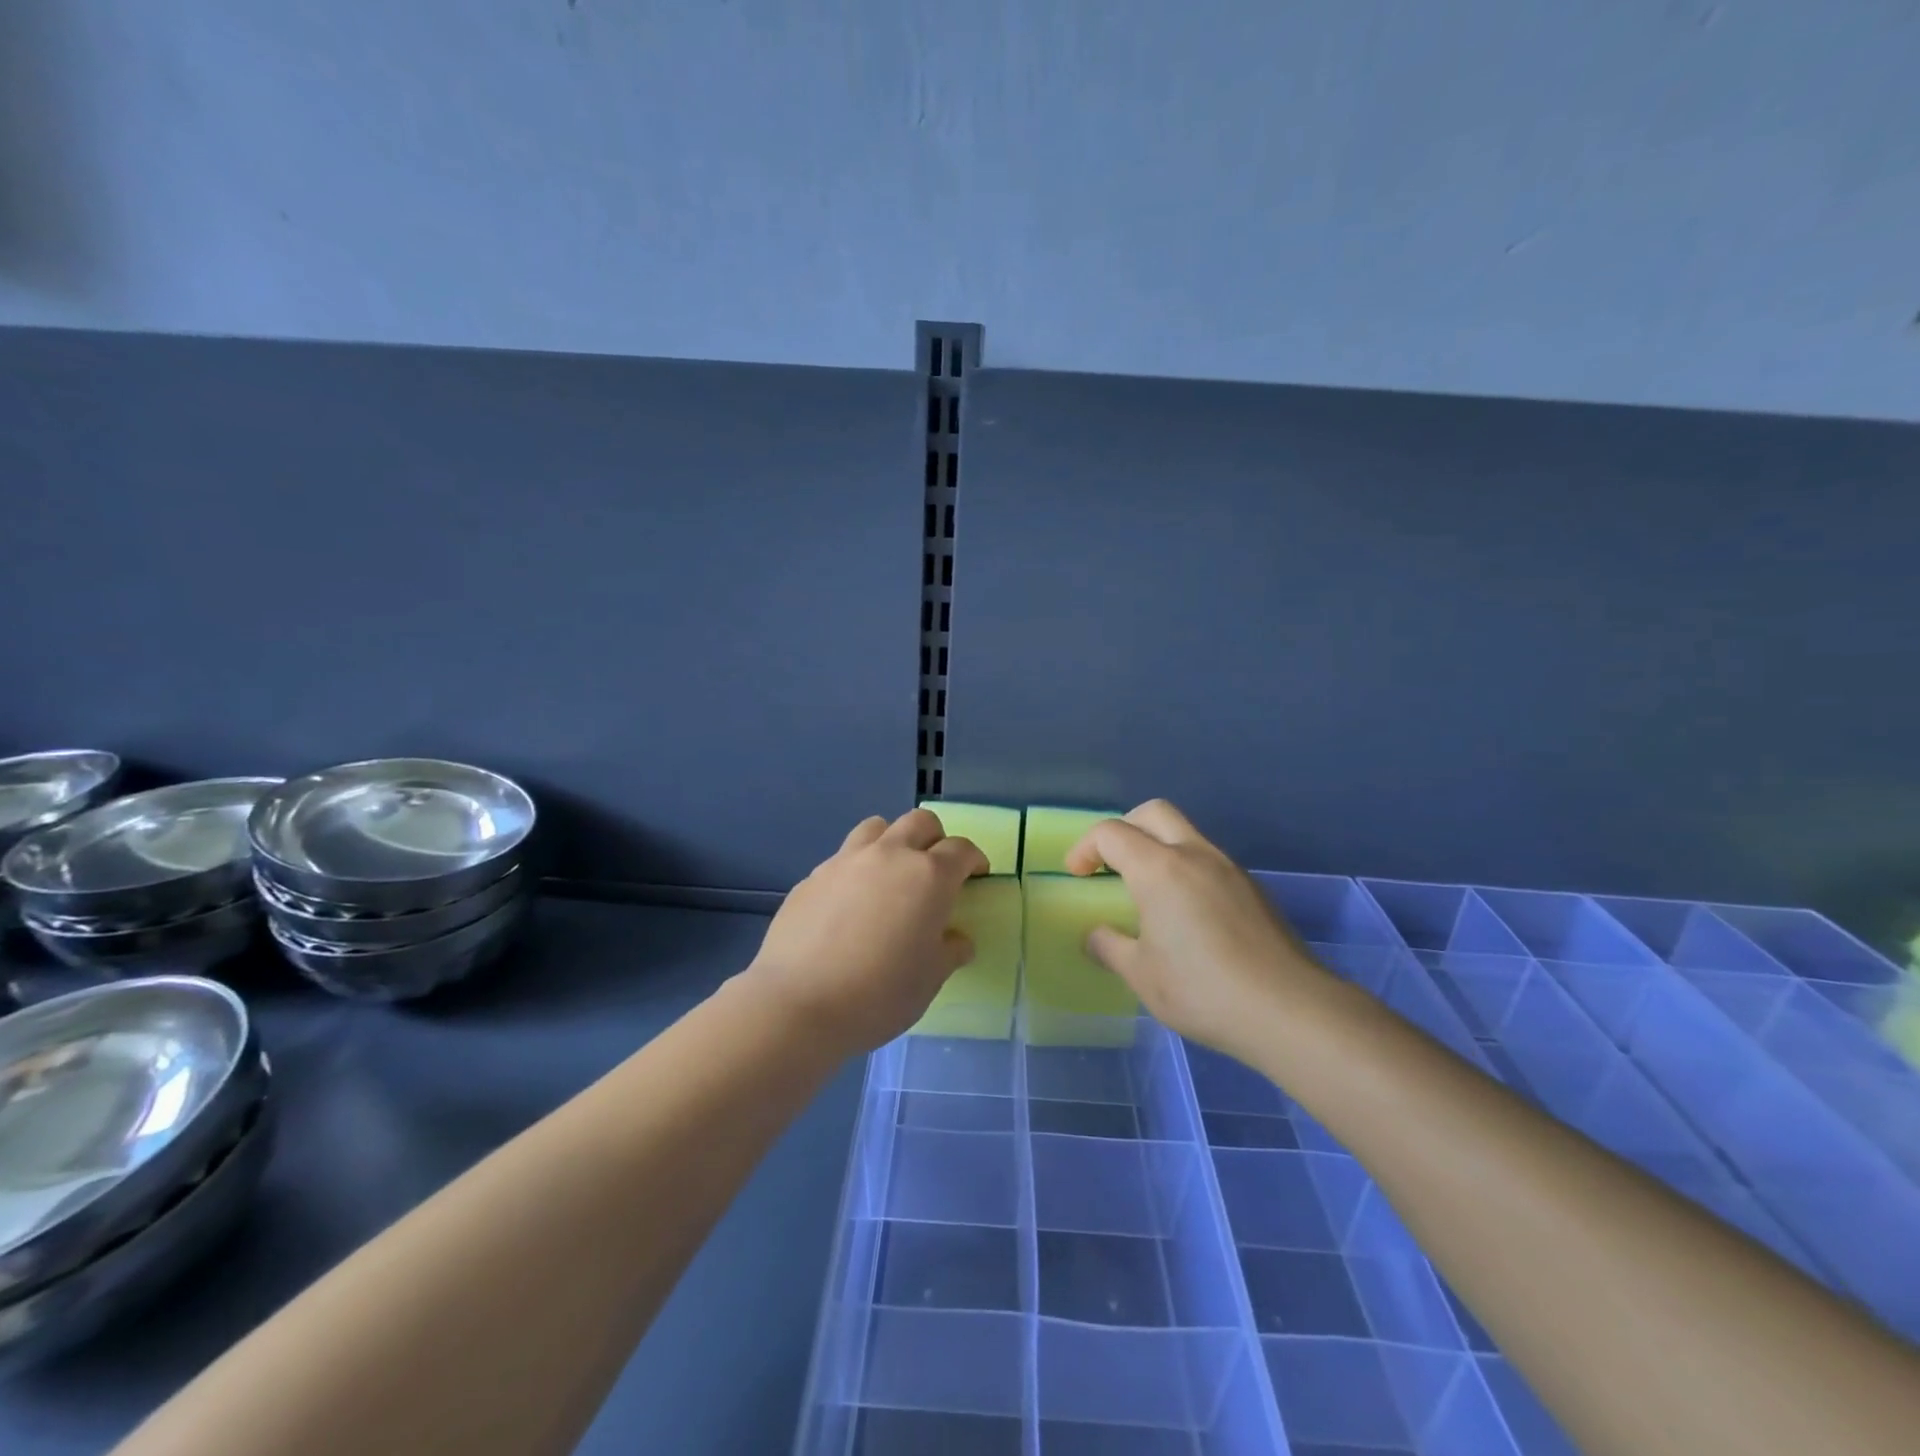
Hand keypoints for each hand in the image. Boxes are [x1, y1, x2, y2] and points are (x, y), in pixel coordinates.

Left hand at [748, 808, 987, 1054]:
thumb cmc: (880, 993)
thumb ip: (949, 951)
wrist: (798, 1003)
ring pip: (876, 828)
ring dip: (892, 842)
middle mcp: (889, 856)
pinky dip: (856, 870)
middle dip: (935, 838)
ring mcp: (845, 861)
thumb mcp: (930, 979)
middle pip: (920, 822)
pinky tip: (849, 905)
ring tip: (890, 874)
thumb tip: (956, 940)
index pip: (960, 850)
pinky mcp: (812, 877)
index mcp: (928, 876)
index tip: (976, 875)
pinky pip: (842, 859)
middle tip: (935, 869)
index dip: (973, 859)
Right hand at [1065, 800, 1338, 1065]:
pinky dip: (1185, 868)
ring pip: (1185, 833)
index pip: (1112, 833)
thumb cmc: (1203, 990)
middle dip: (1123, 829)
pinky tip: (1186, 914)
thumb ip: (1110, 947)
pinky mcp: (1252, 889)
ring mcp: (1229, 869)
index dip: (1085, 847)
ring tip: (1147, 892)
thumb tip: (1096, 935)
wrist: (1290, 1010)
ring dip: (1157, 847)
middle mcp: (1195, 855)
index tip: (1078, 875)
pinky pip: (1208, 860)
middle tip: (1110, 864)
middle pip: (1153, 812)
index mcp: (1160, 869)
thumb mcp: (1141, 975)